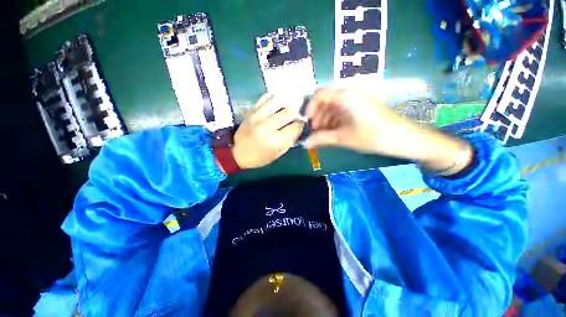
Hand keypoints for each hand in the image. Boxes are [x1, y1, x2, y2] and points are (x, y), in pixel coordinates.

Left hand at [232, 94, 303, 168]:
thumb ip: (290, 140)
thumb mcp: (278, 154)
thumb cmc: (259, 157)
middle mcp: (267, 126)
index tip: (300, 125)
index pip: (296, 126)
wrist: (237, 152)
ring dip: (286, 104)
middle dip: (296, 114)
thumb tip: (298, 127)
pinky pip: (266, 97)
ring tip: (286, 109)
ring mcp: (258, 116)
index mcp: (275, 140)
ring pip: (279, 100)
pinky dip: (274, 99)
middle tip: (294, 117)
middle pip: (290, 111)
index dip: (301, 125)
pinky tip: (276, 105)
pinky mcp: (251, 110)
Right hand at [305, 89, 472, 174]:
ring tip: (323, 135)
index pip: (319, 94)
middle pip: (325, 101)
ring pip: (333, 107)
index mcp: (345, 97)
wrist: (405, 138)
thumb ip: (322, 139)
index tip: (307, 122)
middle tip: (315, 132)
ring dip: (325, 120)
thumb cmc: (373, 136)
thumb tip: (304, 143)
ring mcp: (356, 100)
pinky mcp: (360, 108)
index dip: (310, 108)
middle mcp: (350, 94)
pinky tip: (333, 132)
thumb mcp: (344, 138)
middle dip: (317, 116)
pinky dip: (334, 121)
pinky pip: (342, 111)